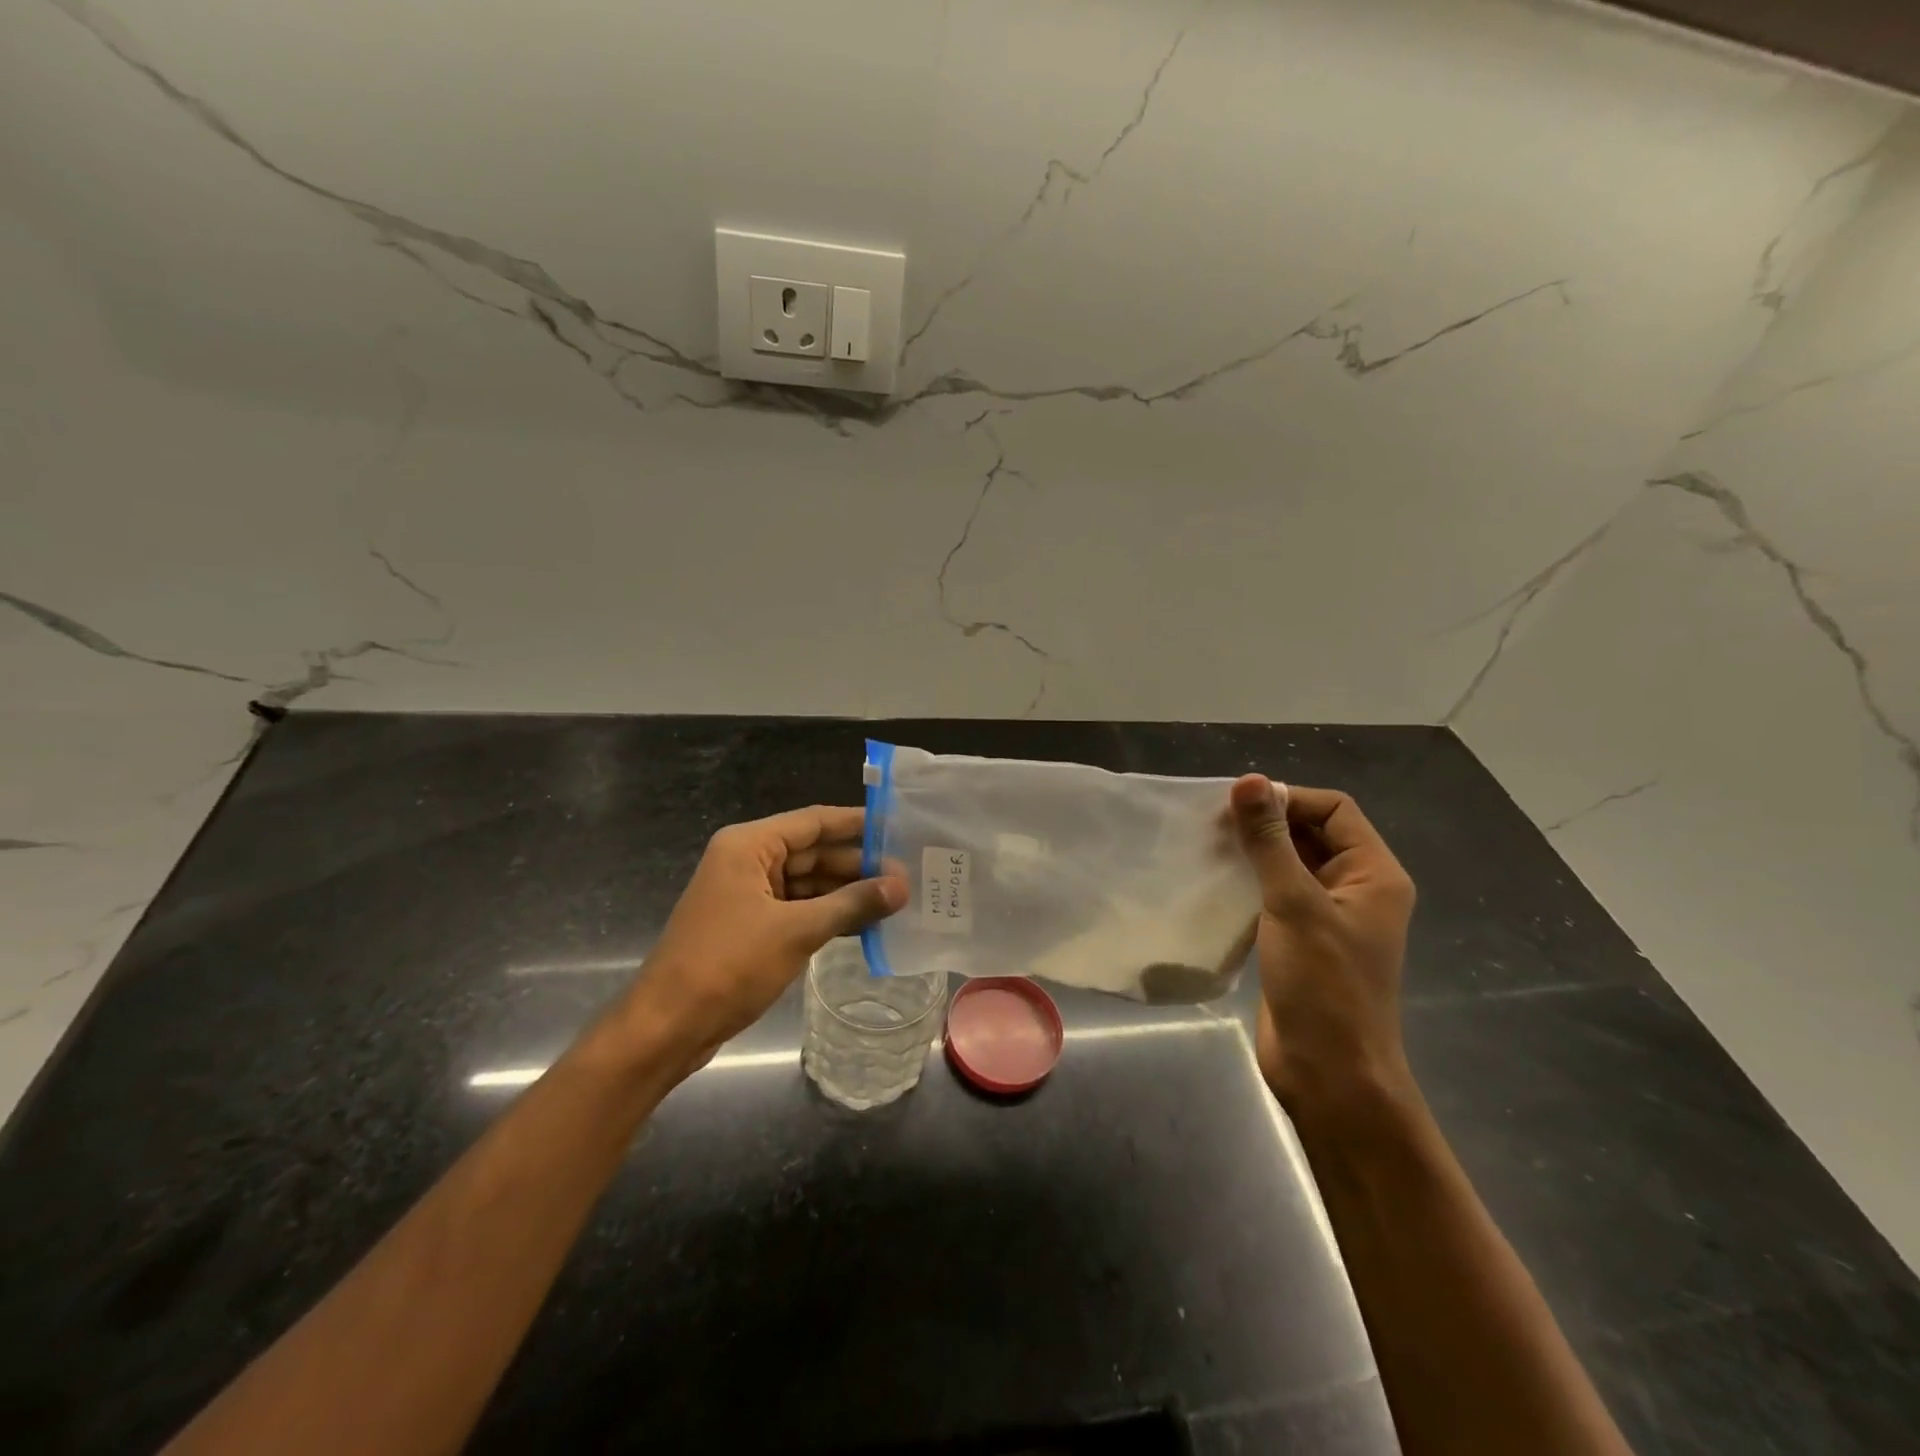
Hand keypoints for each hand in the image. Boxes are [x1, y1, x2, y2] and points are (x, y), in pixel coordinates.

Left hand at [620, 806, 907, 1070]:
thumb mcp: (796, 930)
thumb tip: (901, 886)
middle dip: (857, 864)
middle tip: (907, 875)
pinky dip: (828, 915)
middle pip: (812, 852)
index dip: (857, 823)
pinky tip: (865, 925)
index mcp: (749, 846)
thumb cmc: (728, 964)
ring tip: (896, 900)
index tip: (899, 827)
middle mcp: (747, 861)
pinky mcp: (751, 926)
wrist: (668, 1026)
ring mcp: (748, 895)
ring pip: (807, 883)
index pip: (814, 822)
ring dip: (846, 893)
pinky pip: (798, 909)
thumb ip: (851, 904)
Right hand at [1228, 776, 1417, 1121]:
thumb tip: (1249, 781)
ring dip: (1254, 852)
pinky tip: (1215, 880)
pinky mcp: (1300, 940)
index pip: (1334, 809)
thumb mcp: (1295, 904)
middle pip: (1312, 833)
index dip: (1288, 799)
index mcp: (1373, 874)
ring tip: (1208, 847)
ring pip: (1290, 863)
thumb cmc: (1324, 986)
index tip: (1238, 805)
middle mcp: (1355, 888)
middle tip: (1213, 823)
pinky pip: (1275, 894)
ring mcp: (1327, 916)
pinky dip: (1249, 881)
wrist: (1329, 1074)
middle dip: (1267, 823)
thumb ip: (1271, 842)